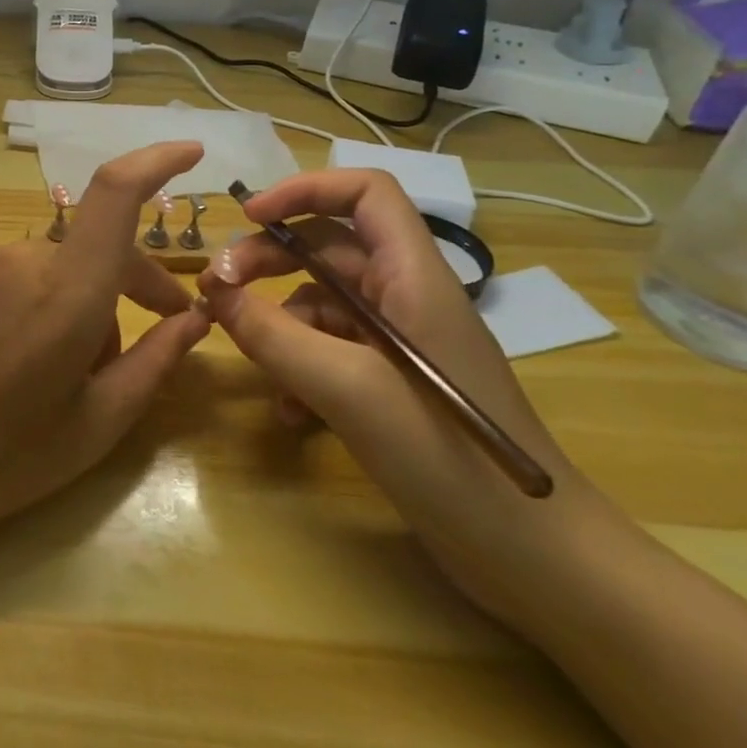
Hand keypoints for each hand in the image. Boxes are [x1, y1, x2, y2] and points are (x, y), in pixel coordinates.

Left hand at [0, 142, 212, 544]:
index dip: (157, 161)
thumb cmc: (3, 457)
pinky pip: (7, 273)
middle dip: (131, 282)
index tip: (191, 153)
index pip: (116, 193)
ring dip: (73, 298)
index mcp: (67, 291)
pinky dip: (29, 298)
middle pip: (93, 248)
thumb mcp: (97, 424)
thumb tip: (195, 319)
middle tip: (156, 328)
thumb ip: (154, 362)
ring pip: (50, 266)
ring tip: (62, 364)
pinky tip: (9, 352)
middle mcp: (21, 257)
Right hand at [198, 169, 626, 627]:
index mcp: (413, 277)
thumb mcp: (346, 389)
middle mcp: (406, 297)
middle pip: (328, 247)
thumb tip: (213, 291)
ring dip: (279, 324)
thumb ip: (273, 334)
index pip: (364, 193)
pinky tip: (287, 412)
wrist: (533, 558)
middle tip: (217, 290)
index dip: (305, 189)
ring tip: (251, 360)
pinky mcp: (392, 383)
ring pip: (322, 303)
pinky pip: (331, 352)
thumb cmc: (447, 456)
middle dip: (269, 260)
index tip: (249, 217)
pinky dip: (300, 368)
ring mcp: (399, 343)